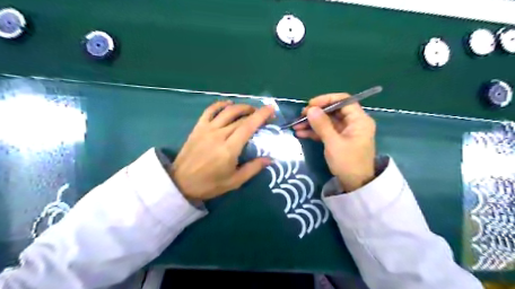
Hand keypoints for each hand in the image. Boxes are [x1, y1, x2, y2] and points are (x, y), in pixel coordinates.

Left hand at [171, 101, 274, 200]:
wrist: (181, 183)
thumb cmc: (209, 184)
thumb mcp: (235, 181)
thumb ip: (253, 168)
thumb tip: (270, 159)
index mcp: (229, 149)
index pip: (248, 126)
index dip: (261, 115)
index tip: (271, 109)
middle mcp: (219, 135)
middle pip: (240, 117)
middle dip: (255, 113)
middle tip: (263, 116)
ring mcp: (207, 129)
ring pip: (227, 111)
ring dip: (241, 107)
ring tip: (250, 109)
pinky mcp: (198, 127)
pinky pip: (210, 110)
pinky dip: (220, 104)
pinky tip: (229, 104)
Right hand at [294, 93, 374, 191]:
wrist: (355, 185)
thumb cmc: (348, 163)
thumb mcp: (333, 143)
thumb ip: (322, 125)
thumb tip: (310, 109)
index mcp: (359, 120)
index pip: (344, 100)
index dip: (326, 100)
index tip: (310, 105)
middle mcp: (354, 123)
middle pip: (333, 111)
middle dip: (316, 113)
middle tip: (300, 116)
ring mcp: (346, 131)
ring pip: (327, 122)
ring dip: (312, 123)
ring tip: (296, 126)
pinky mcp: (339, 139)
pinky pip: (326, 131)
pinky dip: (314, 132)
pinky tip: (301, 133)